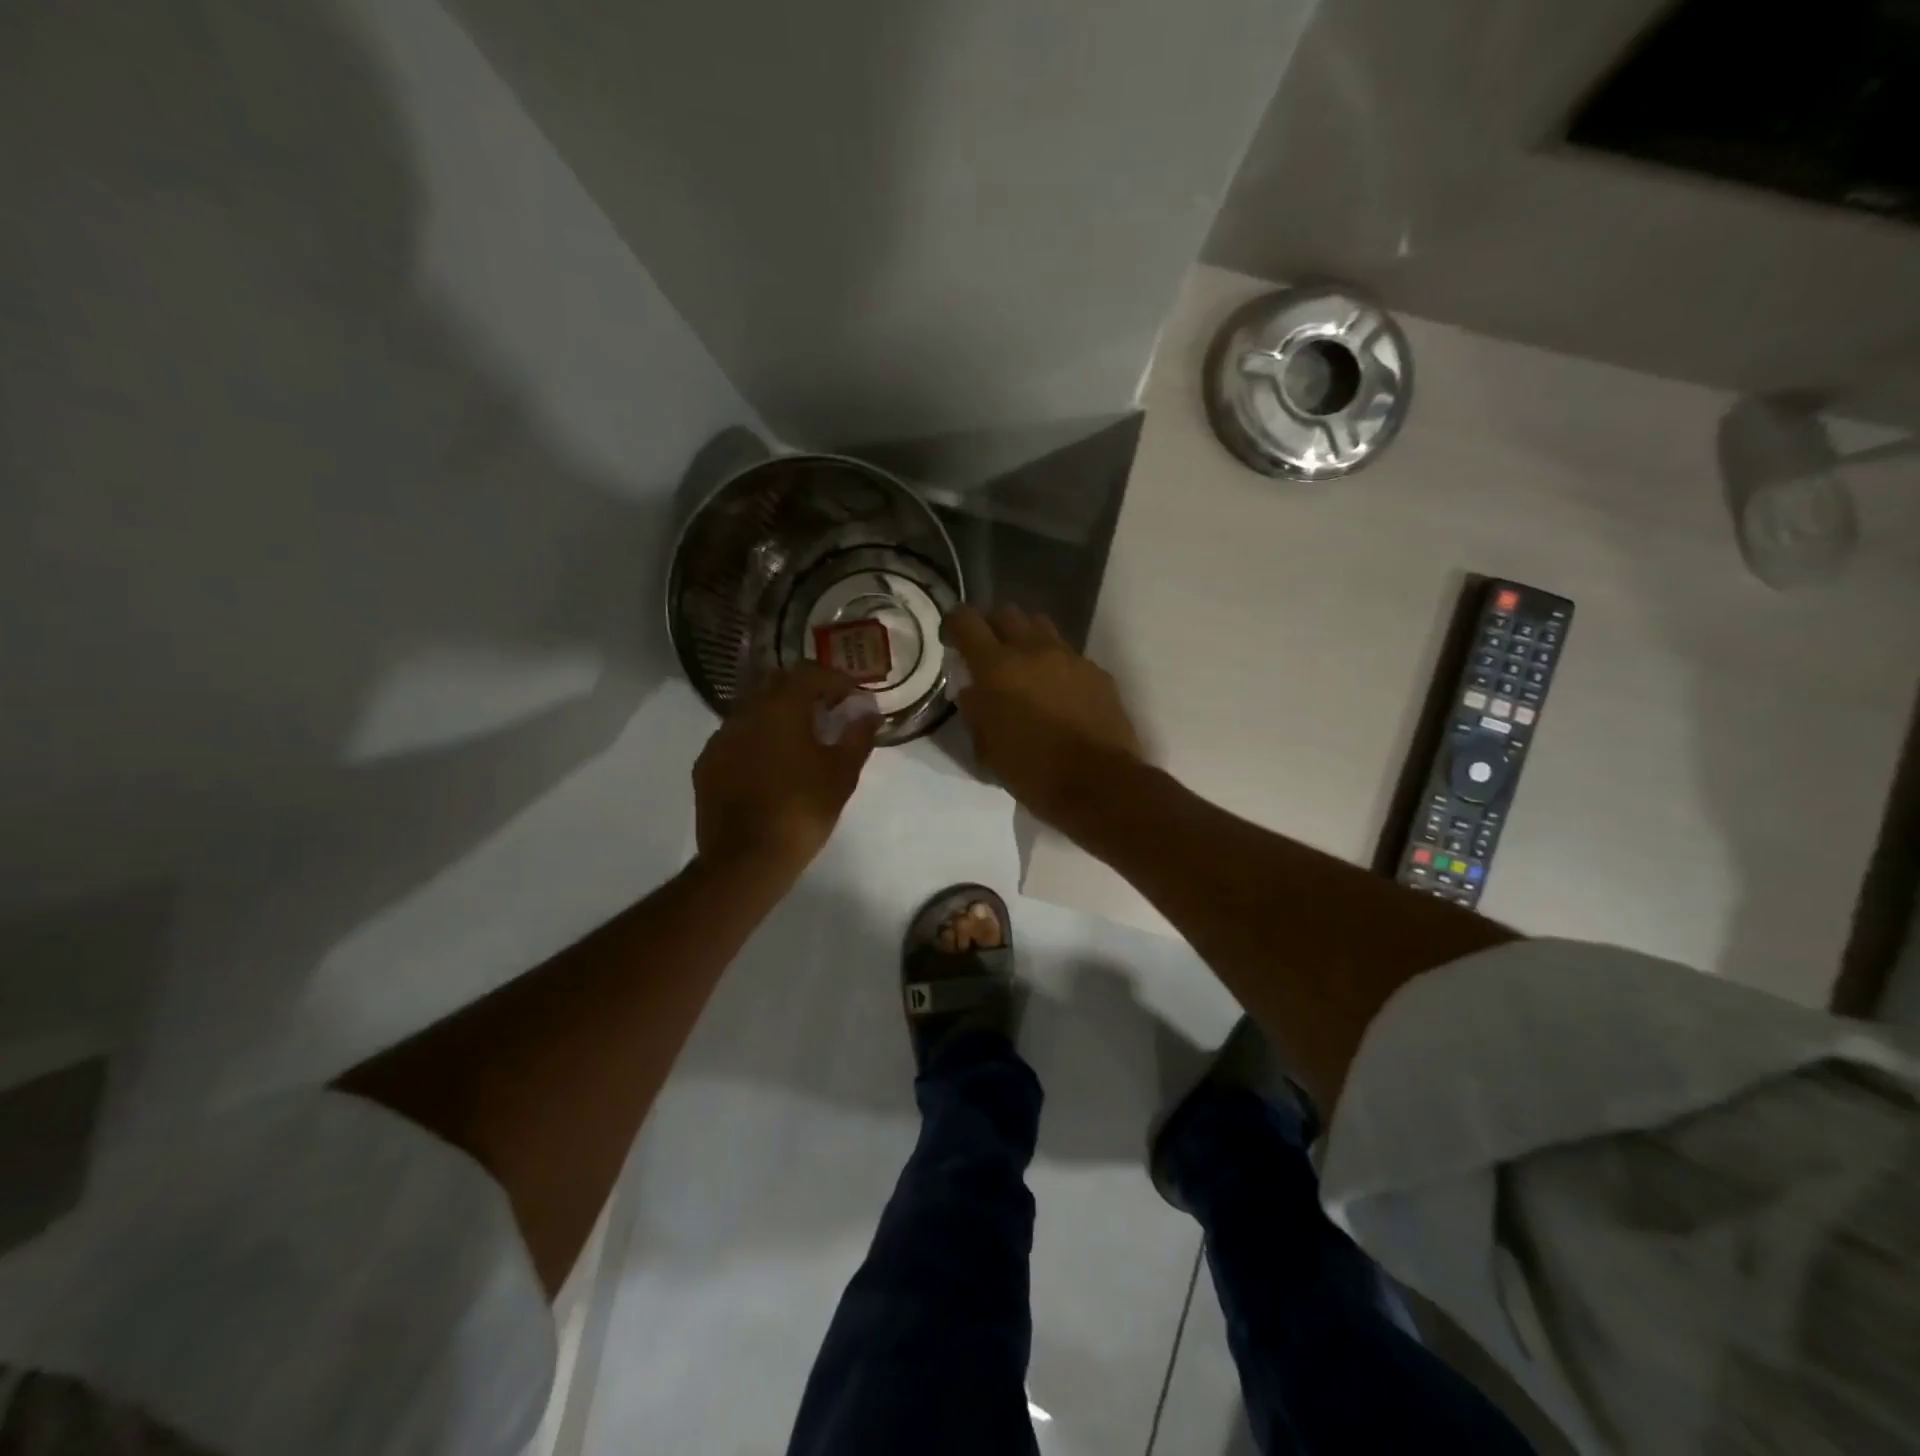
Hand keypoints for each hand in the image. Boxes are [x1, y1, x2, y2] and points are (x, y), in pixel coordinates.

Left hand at [694, 662, 878, 880]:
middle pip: (774, 683)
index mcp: (781, 708)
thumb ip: (858, 736)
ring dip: (775, 714)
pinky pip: (734, 738)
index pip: (809, 674)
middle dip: (802, 690)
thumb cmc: (802, 810)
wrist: (746, 858)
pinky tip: (768, 764)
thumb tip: (869, 713)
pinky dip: (755, 739)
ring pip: (751, 709)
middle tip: (825, 710)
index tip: (851, 696)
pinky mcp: (706, 764)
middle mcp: (745, 712)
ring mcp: (720, 738)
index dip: (834, 680)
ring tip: (797, 739)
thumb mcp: (842, 774)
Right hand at [944, 605, 1143, 828]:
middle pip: (1006, 612)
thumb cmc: (1033, 772)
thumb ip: (975, 711)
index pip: (966, 620)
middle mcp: (1033, 650)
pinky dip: (1055, 663)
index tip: (951, 639)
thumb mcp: (987, 749)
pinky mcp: (1097, 672)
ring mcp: (1070, 657)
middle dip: (992, 626)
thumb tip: (973, 690)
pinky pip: (1069, 654)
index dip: (954, 623)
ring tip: (1024, 665)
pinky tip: (1058, 691)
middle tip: (988, 651)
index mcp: (997, 668)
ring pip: (1041, 625)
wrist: (1099, 784)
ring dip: (1026, 637)